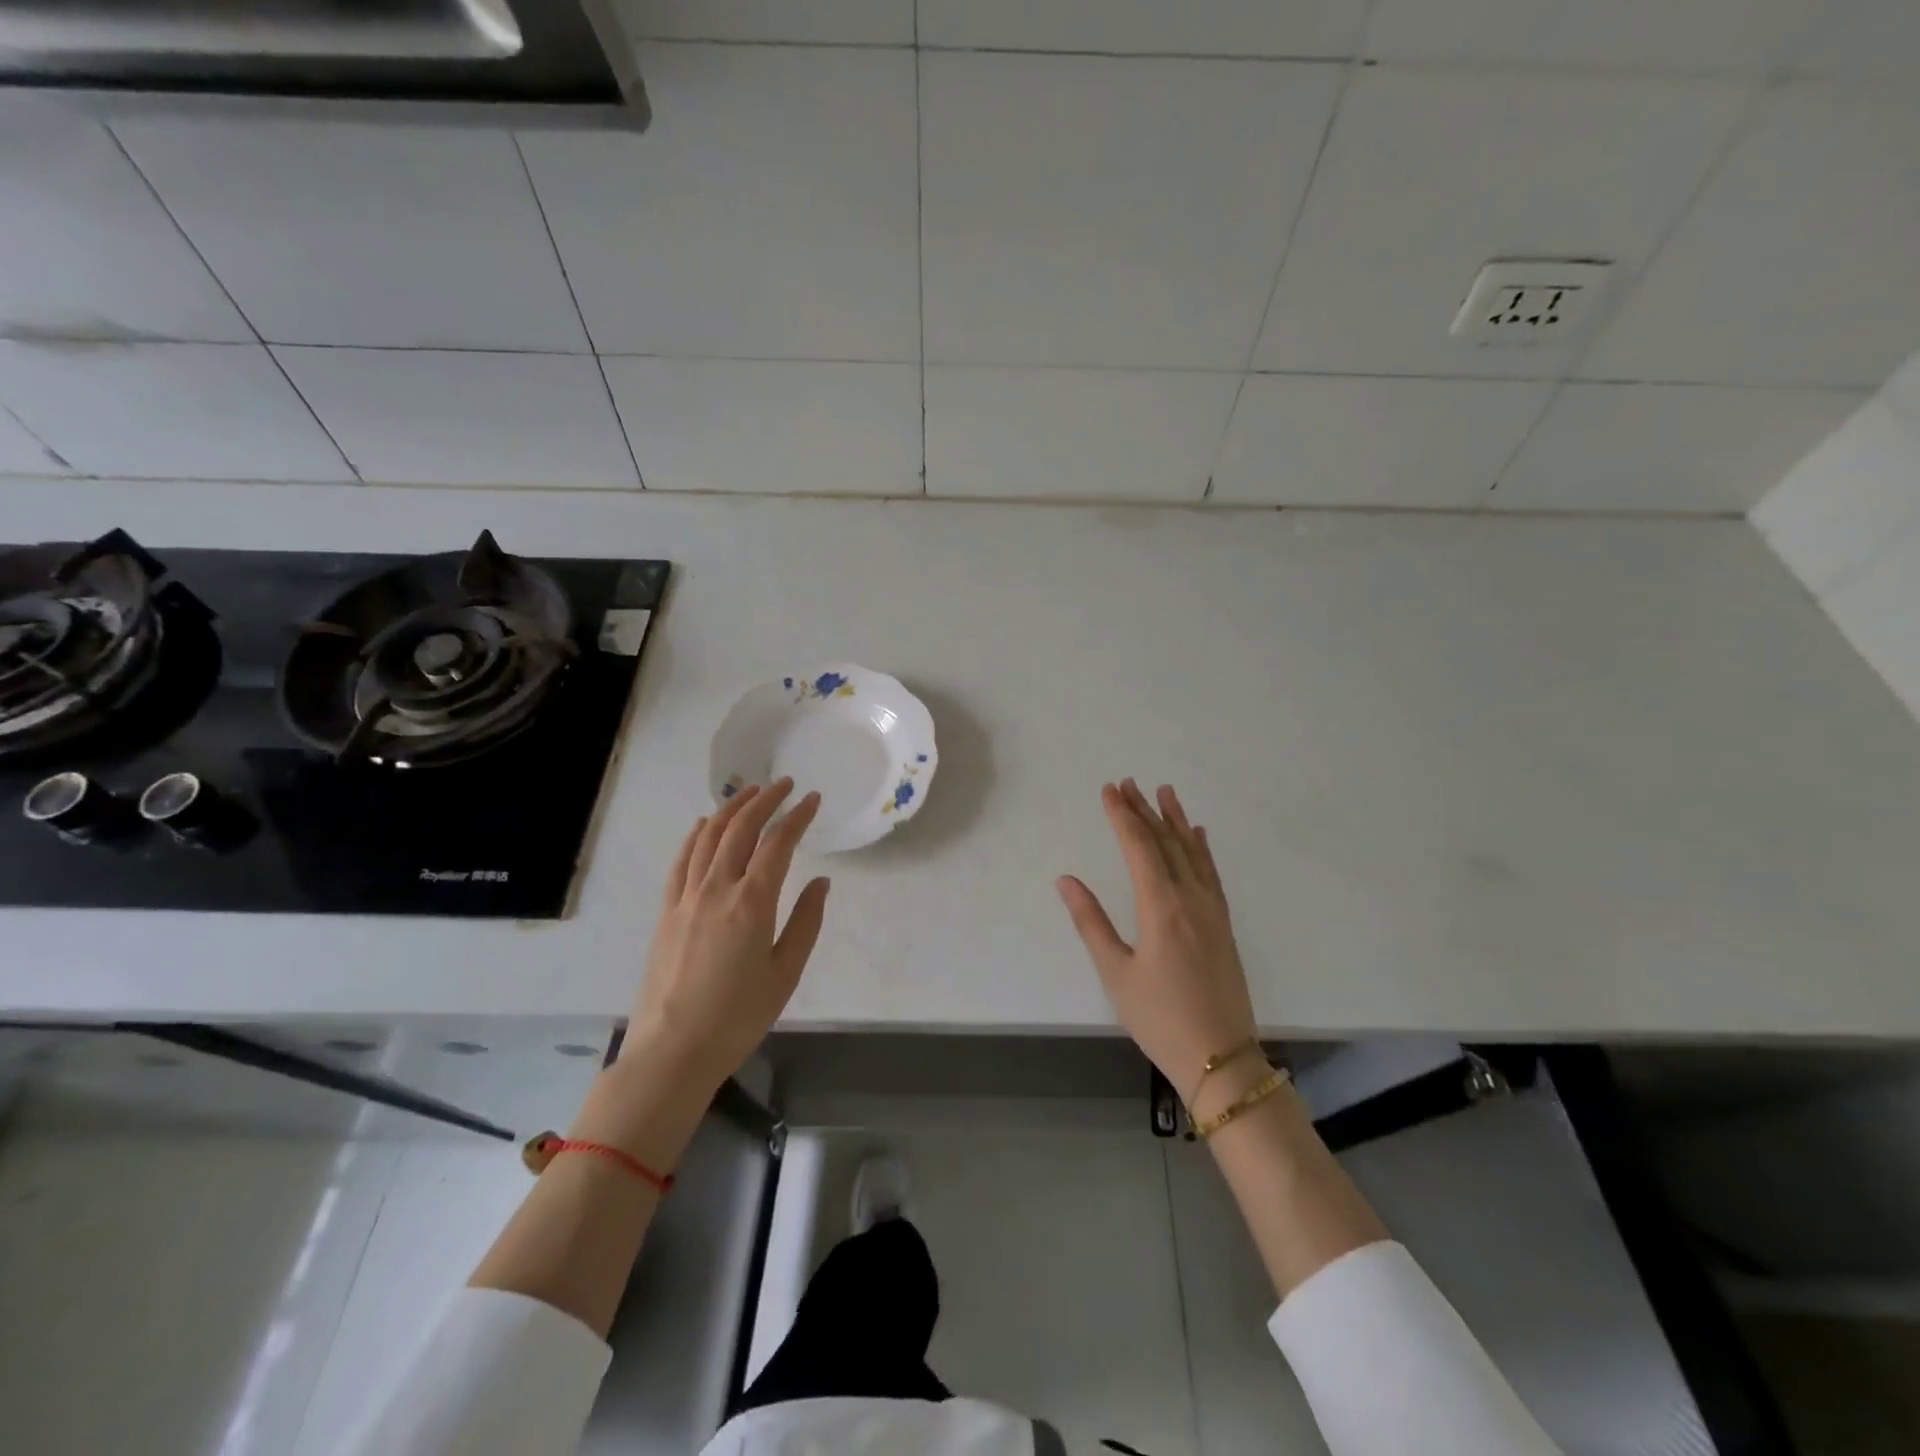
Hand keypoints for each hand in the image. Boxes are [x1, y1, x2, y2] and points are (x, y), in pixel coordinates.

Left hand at [624, 778, 829, 1096]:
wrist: (673, 1050)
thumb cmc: (738, 1016)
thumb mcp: (786, 973)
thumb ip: (806, 922)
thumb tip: (821, 882)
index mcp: (752, 903)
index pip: (778, 844)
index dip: (797, 816)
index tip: (812, 799)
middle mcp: (717, 889)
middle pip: (740, 829)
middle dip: (764, 800)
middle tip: (784, 785)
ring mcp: (686, 897)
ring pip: (707, 837)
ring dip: (729, 809)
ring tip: (748, 793)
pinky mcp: (666, 911)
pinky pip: (681, 861)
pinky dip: (695, 835)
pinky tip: (703, 825)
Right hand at [1057, 781, 1256, 1102]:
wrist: (1221, 1057)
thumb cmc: (1159, 1017)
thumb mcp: (1115, 972)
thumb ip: (1090, 922)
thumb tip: (1066, 880)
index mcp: (1161, 907)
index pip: (1139, 848)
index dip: (1122, 816)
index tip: (1109, 791)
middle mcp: (1190, 899)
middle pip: (1165, 843)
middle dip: (1144, 811)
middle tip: (1127, 783)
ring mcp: (1212, 910)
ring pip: (1192, 852)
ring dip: (1175, 820)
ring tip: (1164, 791)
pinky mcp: (1223, 923)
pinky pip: (1211, 873)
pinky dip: (1201, 849)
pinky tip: (1197, 834)